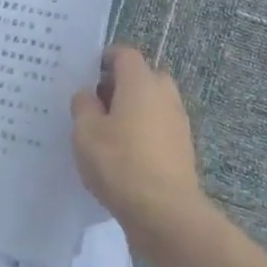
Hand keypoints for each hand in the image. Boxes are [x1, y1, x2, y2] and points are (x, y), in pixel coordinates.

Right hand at [71, 44, 206, 240]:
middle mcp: (164, 95)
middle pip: (143, 76)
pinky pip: (160, 126)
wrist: (164, 212)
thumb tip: (89, 95)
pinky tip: (126, 154)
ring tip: (109, 132)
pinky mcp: (183, 147)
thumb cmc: (119, 163)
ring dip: (134, 109)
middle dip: (121, 84)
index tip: (88, 75)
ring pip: (153, 102)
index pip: (125, 54)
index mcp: (141, 82)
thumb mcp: (85, 132)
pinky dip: (144, 131)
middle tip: (97, 104)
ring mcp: (178, 121)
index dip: (105, 58)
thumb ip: (83, 106)